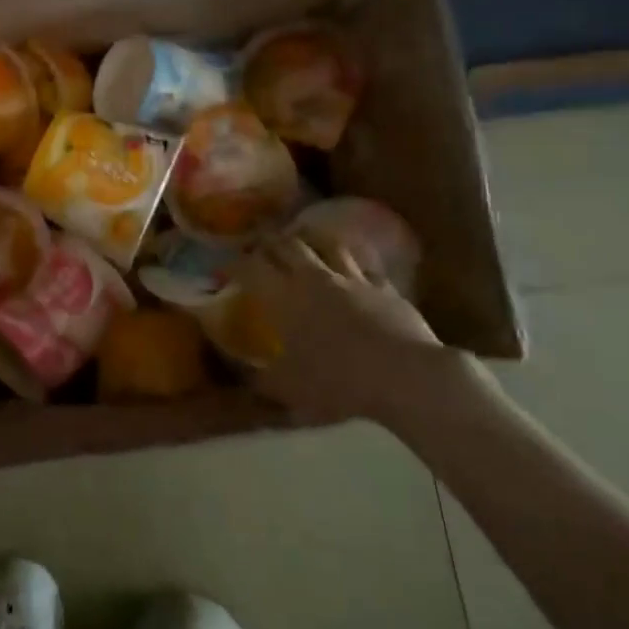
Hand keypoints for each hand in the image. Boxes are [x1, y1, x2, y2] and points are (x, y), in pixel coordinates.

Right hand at [238, 231, 484, 425]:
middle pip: (287, 245)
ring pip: (328, 243)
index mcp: (284, 298)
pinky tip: (354, 265)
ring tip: (306, 242)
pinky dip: (354, 260)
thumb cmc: (337, 381)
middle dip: (270, 243)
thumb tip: (241, 372)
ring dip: (312, 240)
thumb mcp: (289, 389)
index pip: (250, 268)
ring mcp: (351, 278)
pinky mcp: (384, 285)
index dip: (234, 264)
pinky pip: (365, 263)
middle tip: (262, 248)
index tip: (225, 269)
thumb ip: (260, 378)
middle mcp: (313, 278)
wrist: (403, 375)